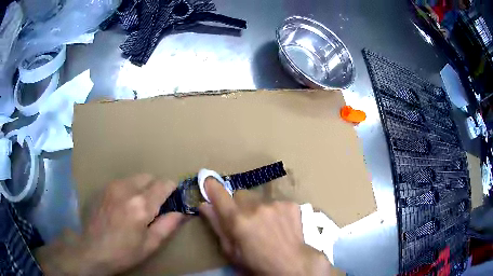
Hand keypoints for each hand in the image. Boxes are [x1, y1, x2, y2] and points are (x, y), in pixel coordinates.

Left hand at [36, 174, 185, 275]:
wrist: (93, 250)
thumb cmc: (124, 252)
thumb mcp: (150, 245)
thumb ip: (167, 225)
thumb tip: (181, 212)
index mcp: (141, 205)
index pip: (163, 184)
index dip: (172, 189)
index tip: (173, 198)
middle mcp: (127, 189)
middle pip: (149, 176)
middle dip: (156, 187)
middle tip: (155, 205)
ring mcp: (112, 186)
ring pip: (135, 178)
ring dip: (142, 188)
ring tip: (138, 207)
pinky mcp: (103, 188)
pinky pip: (122, 182)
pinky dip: (129, 189)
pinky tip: (123, 206)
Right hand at [199, 178, 330, 274]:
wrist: (292, 264)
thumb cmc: (256, 263)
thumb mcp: (231, 251)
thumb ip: (217, 225)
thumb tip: (204, 205)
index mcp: (238, 220)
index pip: (220, 195)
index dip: (212, 187)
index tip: (208, 183)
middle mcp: (256, 207)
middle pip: (240, 194)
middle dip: (238, 204)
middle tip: (244, 220)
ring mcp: (275, 204)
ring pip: (259, 198)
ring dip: (257, 207)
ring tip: (266, 225)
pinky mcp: (290, 204)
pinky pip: (275, 202)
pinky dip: (274, 211)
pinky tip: (280, 225)